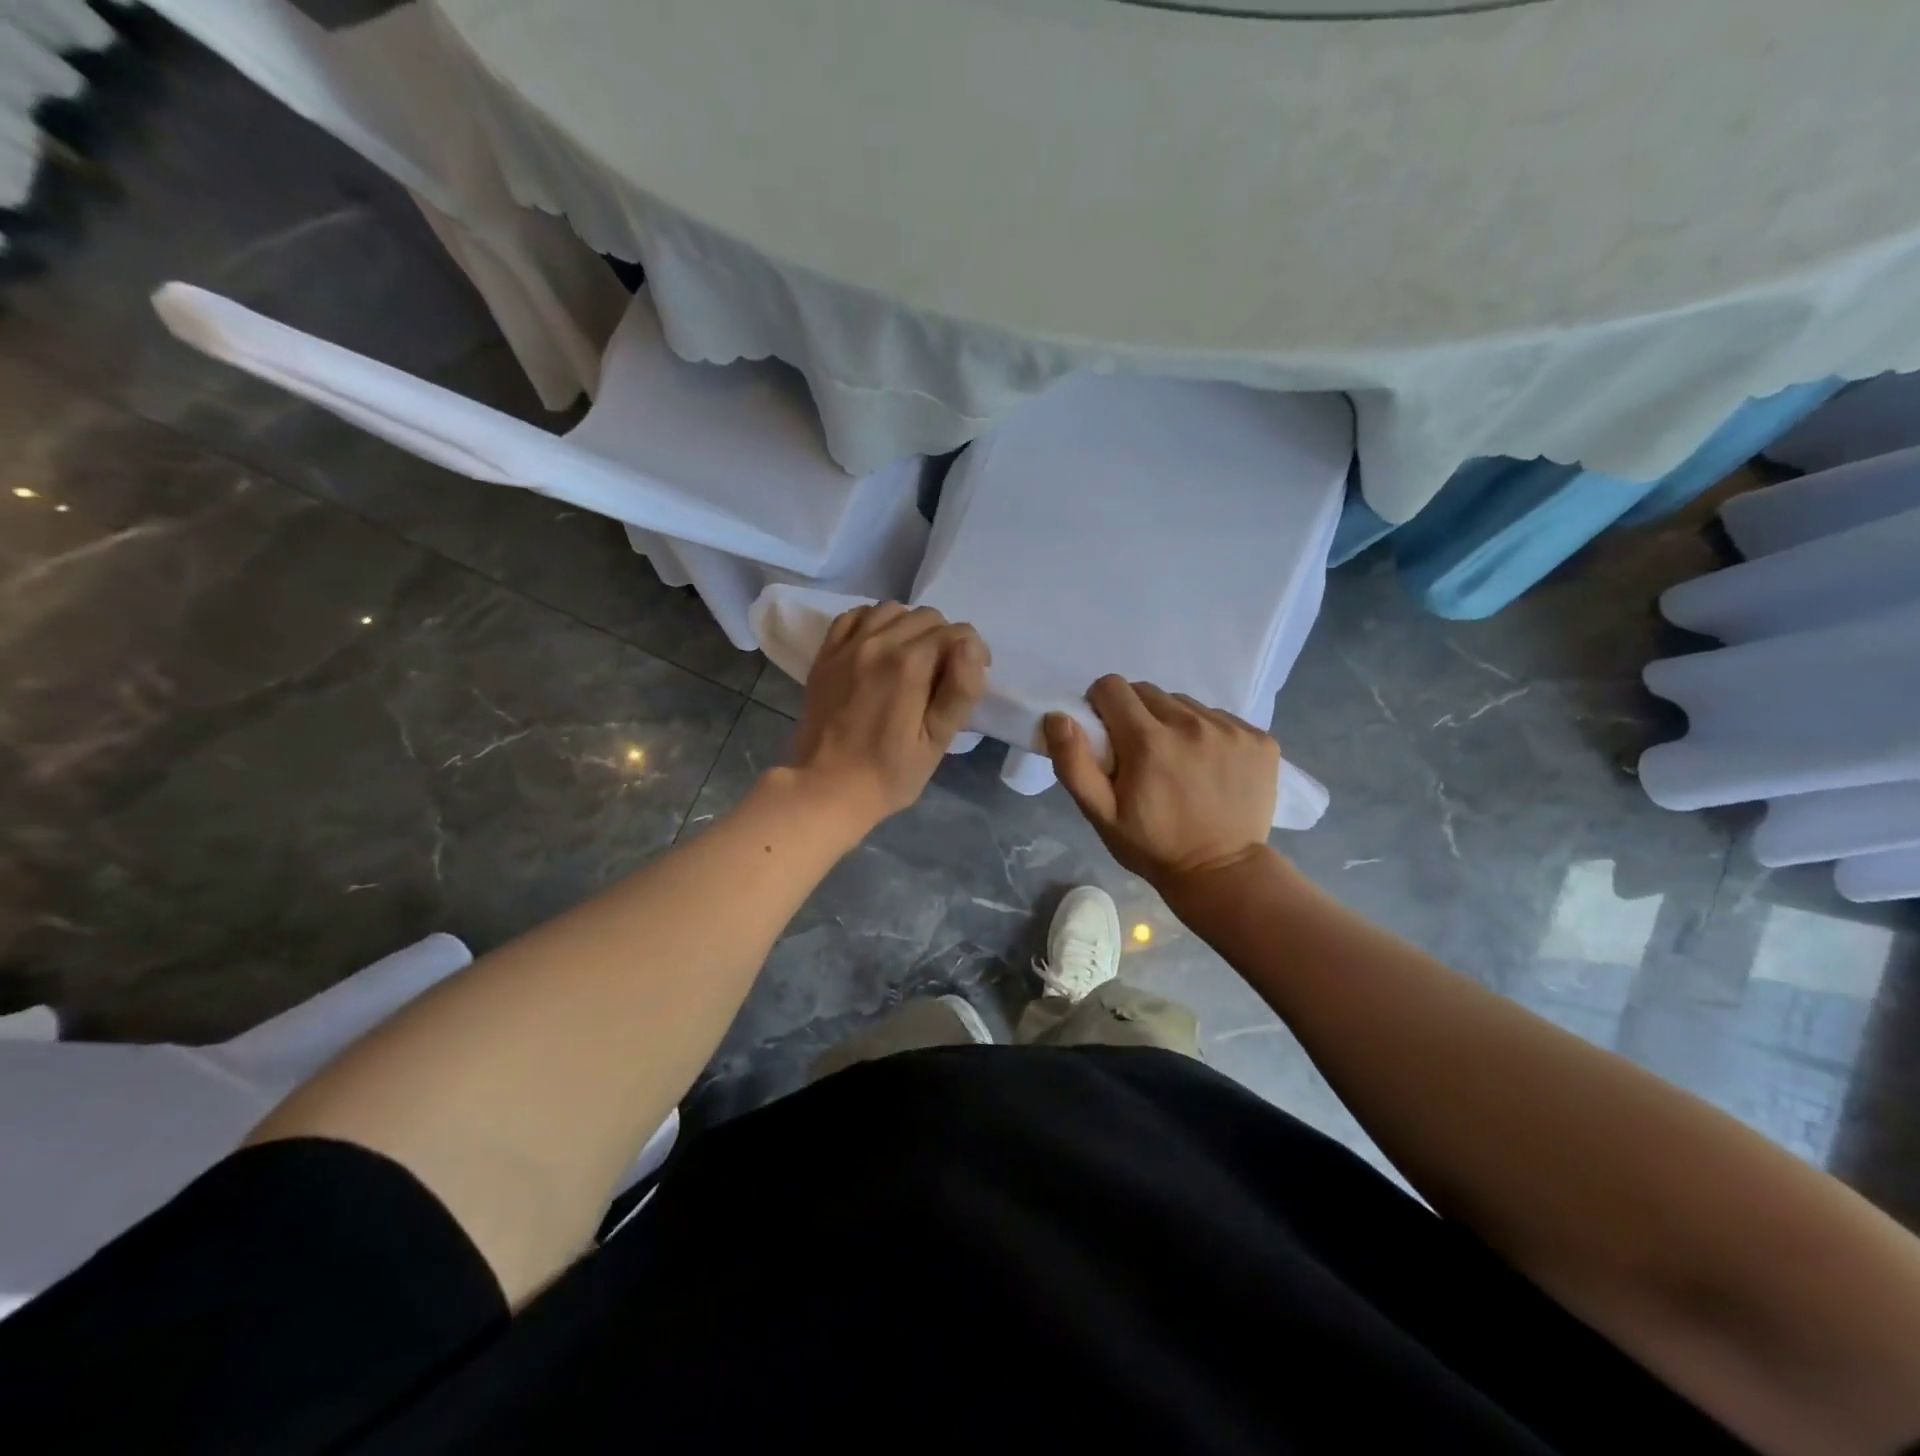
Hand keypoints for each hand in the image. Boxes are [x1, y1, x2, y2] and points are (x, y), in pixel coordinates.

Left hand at [788, 603, 989, 832]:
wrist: (825, 788)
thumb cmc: (888, 773)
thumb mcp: (936, 741)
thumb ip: (960, 690)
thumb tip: (971, 646)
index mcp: (909, 665)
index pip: (956, 633)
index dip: (973, 653)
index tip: (970, 679)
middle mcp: (878, 643)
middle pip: (926, 617)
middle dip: (944, 640)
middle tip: (943, 675)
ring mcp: (847, 646)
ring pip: (891, 610)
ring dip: (910, 627)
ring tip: (913, 660)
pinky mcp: (826, 655)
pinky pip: (855, 617)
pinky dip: (874, 623)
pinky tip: (879, 647)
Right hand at [1044, 676, 1278, 890]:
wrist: (1222, 873)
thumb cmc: (1153, 846)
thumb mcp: (1101, 814)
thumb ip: (1074, 763)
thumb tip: (1058, 717)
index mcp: (1147, 740)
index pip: (1112, 688)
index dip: (1101, 706)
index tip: (1107, 734)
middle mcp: (1190, 724)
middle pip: (1148, 692)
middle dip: (1135, 714)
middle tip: (1140, 754)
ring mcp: (1230, 729)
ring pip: (1185, 704)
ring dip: (1173, 723)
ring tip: (1177, 762)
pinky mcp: (1259, 739)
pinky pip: (1220, 718)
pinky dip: (1208, 734)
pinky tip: (1209, 767)